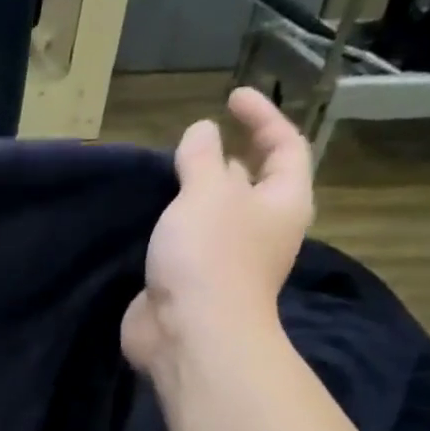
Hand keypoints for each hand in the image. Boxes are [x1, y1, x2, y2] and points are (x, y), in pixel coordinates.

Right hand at [121, 88, 314, 375]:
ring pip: (211, 216)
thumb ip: (202, 158)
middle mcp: (260, 228)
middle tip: (185, 143)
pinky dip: (168, 228)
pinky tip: (145, 220)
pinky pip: (182, 244)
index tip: (231, 97)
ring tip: (159, 177)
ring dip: (189, 197)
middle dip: (221, 159)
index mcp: (281, 201)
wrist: (189, 334)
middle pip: (248, 182)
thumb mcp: (205, 194)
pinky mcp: (190, 282)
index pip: (284, 146)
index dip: (263, 117)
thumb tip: (203, 131)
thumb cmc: (210, 257)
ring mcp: (224, 259)